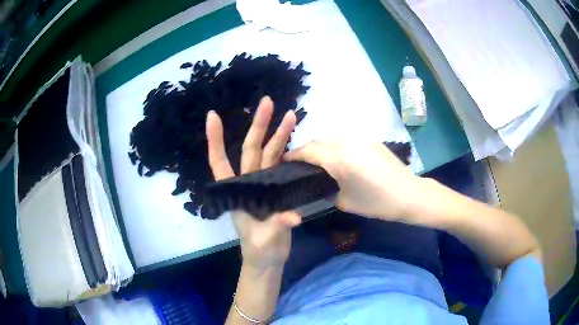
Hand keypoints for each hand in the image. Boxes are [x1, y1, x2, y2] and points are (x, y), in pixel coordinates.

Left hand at [206, 97, 301, 271]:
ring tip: (290, 115)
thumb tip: (293, 217)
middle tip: (267, 102)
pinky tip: (296, 140)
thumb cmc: (260, 249)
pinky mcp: (278, 190)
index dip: (215, 140)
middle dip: (259, 126)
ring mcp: (264, 185)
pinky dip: (288, 151)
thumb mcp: (265, 240)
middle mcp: (248, 183)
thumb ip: (277, 225)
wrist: (268, 258)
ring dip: (278, 135)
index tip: (212, 115)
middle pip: (251, 150)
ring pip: (269, 154)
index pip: (220, 162)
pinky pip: (281, 165)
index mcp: (236, 192)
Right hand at [285, 140, 421, 219]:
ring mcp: (360, 139)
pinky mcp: (370, 140)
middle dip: (306, 150)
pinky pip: (345, 139)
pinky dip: (335, 145)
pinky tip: (338, 158)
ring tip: (317, 161)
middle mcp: (347, 143)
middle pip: (318, 141)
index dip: (294, 155)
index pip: (309, 151)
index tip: (284, 162)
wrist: (408, 194)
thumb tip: (319, 185)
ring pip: (332, 137)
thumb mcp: (346, 202)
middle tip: (299, 164)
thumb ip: (327, 190)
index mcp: (339, 159)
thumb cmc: (376, 203)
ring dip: (320, 146)